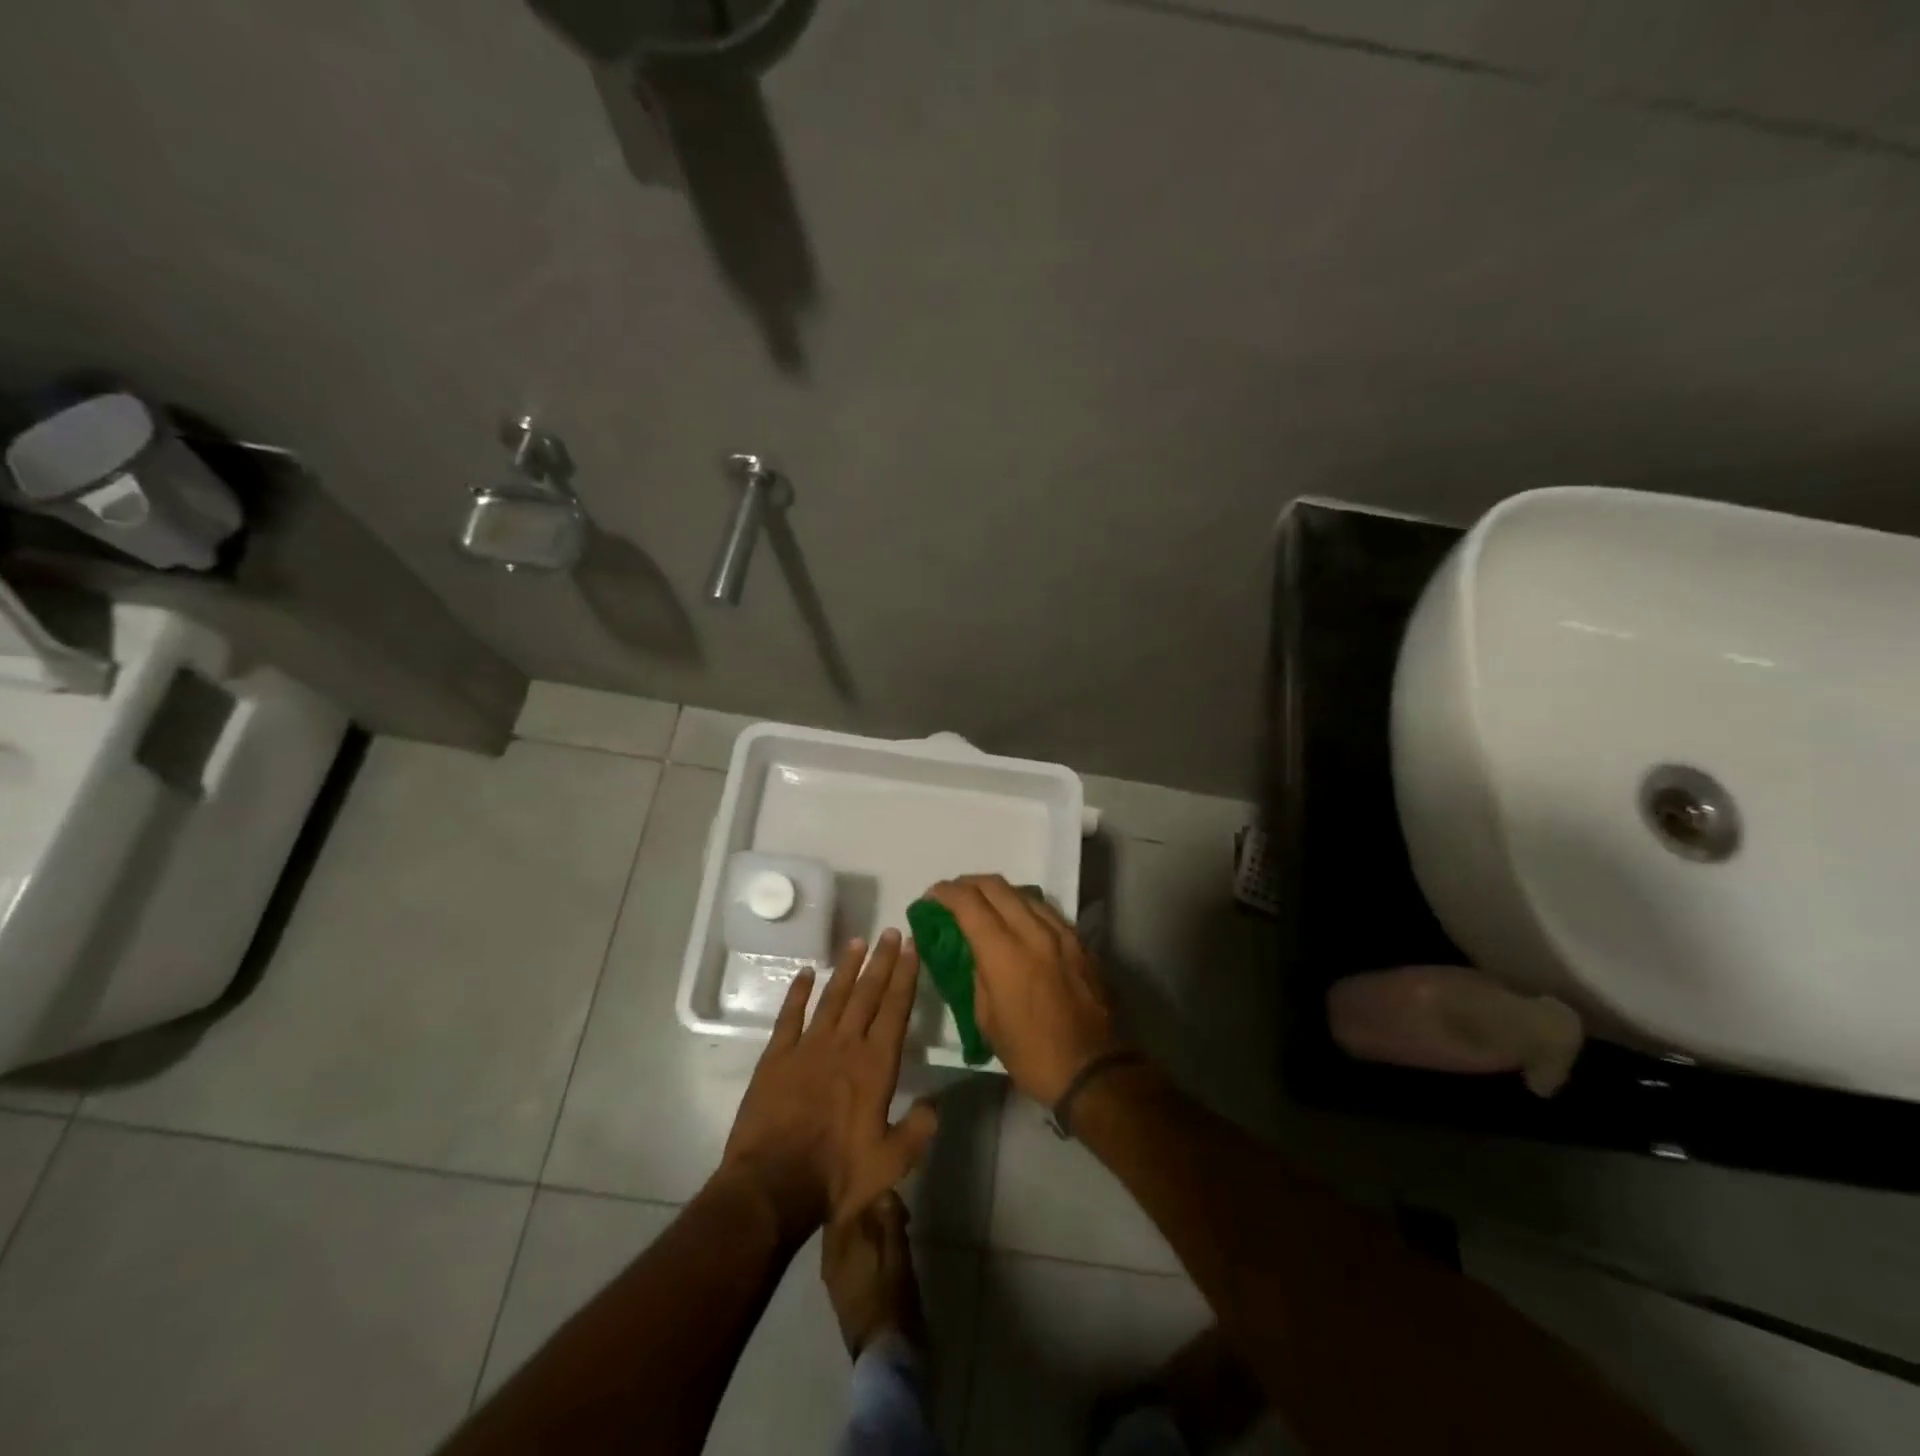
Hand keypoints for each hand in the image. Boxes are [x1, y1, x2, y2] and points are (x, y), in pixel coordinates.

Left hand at [719, 930, 938, 1237]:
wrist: (773, 1185)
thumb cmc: (837, 1176)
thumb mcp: (890, 1163)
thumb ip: (918, 1131)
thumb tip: (935, 1104)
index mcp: (875, 1066)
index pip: (895, 1009)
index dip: (905, 976)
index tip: (912, 947)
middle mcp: (845, 1045)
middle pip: (867, 993)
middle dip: (882, 961)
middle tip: (891, 931)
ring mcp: (808, 1047)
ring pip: (833, 997)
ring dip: (846, 968)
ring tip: (858, 941)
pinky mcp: (776, 1057)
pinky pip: (789, 1016)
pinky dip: (797, 992)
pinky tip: (804, 973)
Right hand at [927, 874, 1123, 1105]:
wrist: (1091, 1070)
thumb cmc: (1030, 1052)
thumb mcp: (986, 1018)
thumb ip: (976, 974)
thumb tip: (971, 951)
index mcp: (1005, 953)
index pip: (969, 903)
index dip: (945, 893)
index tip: (931, 897)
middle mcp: (1034, 932)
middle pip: (996, 886)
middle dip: (968, 884)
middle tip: (952, 895)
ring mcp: (1062, 933)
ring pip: (1024, 893)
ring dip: (997, 892)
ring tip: (983, 905)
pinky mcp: (1080, 942)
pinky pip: (1046, 911)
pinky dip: (1023, 907)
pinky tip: (1016, 922)